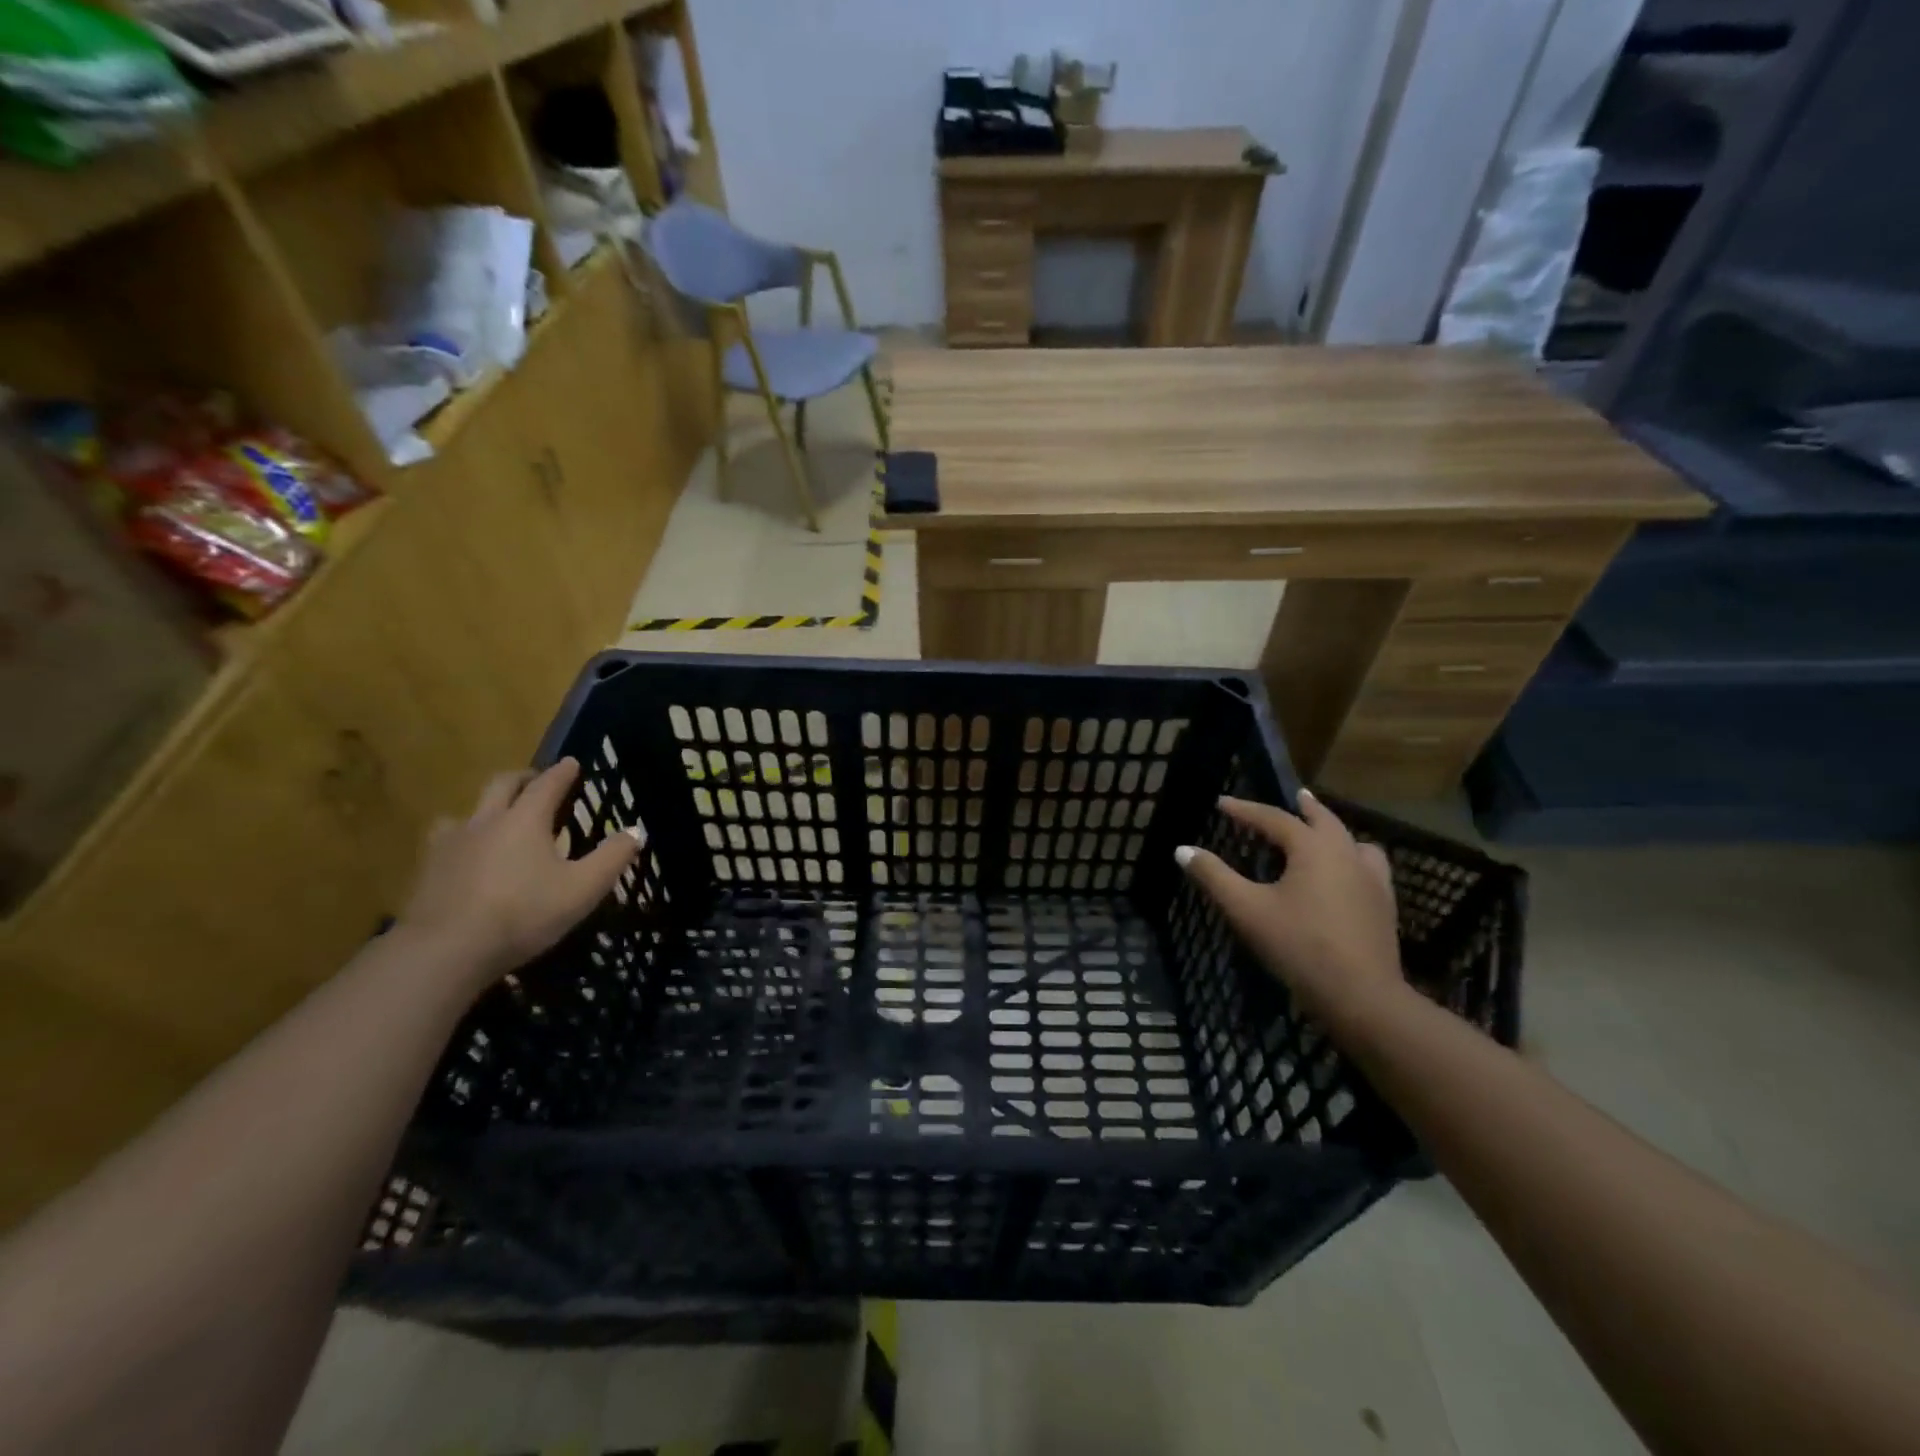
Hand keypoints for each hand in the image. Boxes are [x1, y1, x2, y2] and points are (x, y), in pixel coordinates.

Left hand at [397, 759, 638, 987]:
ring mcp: (450, 844)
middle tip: (537, 782)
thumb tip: (636, 830)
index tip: (571, 763)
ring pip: (468, 812)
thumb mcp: (583, 888)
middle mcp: (486, 821)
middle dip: (523, 779)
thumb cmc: (523, 913)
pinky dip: (462, 839)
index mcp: (525, 820)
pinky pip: (445, 841)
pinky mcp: (427, 870)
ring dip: (487, 809)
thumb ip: (612, 857)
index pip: (547, 784)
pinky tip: (466, 858)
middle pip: (502, 785)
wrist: (444, 951)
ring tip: (497, 821)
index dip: (562, 772)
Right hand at [1176, 791, 1404, 1029]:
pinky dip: (1354, 858)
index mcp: (1313, 849)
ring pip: (1354, 842)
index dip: (1245, 810)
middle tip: (1296, 795)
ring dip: (1335, 831)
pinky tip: (1346, 876)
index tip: (1222, 803)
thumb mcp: (1246, 909)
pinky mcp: (1384, 905)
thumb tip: (1182, 849)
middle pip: (1325, 820)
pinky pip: (1370, 867)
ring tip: (1323, 834)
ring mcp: (1372, 880)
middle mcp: (1346, 854)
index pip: (1274, 818)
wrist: (1360, 995)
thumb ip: (1214, 876)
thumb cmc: (1298, 945)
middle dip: (1305, 807)